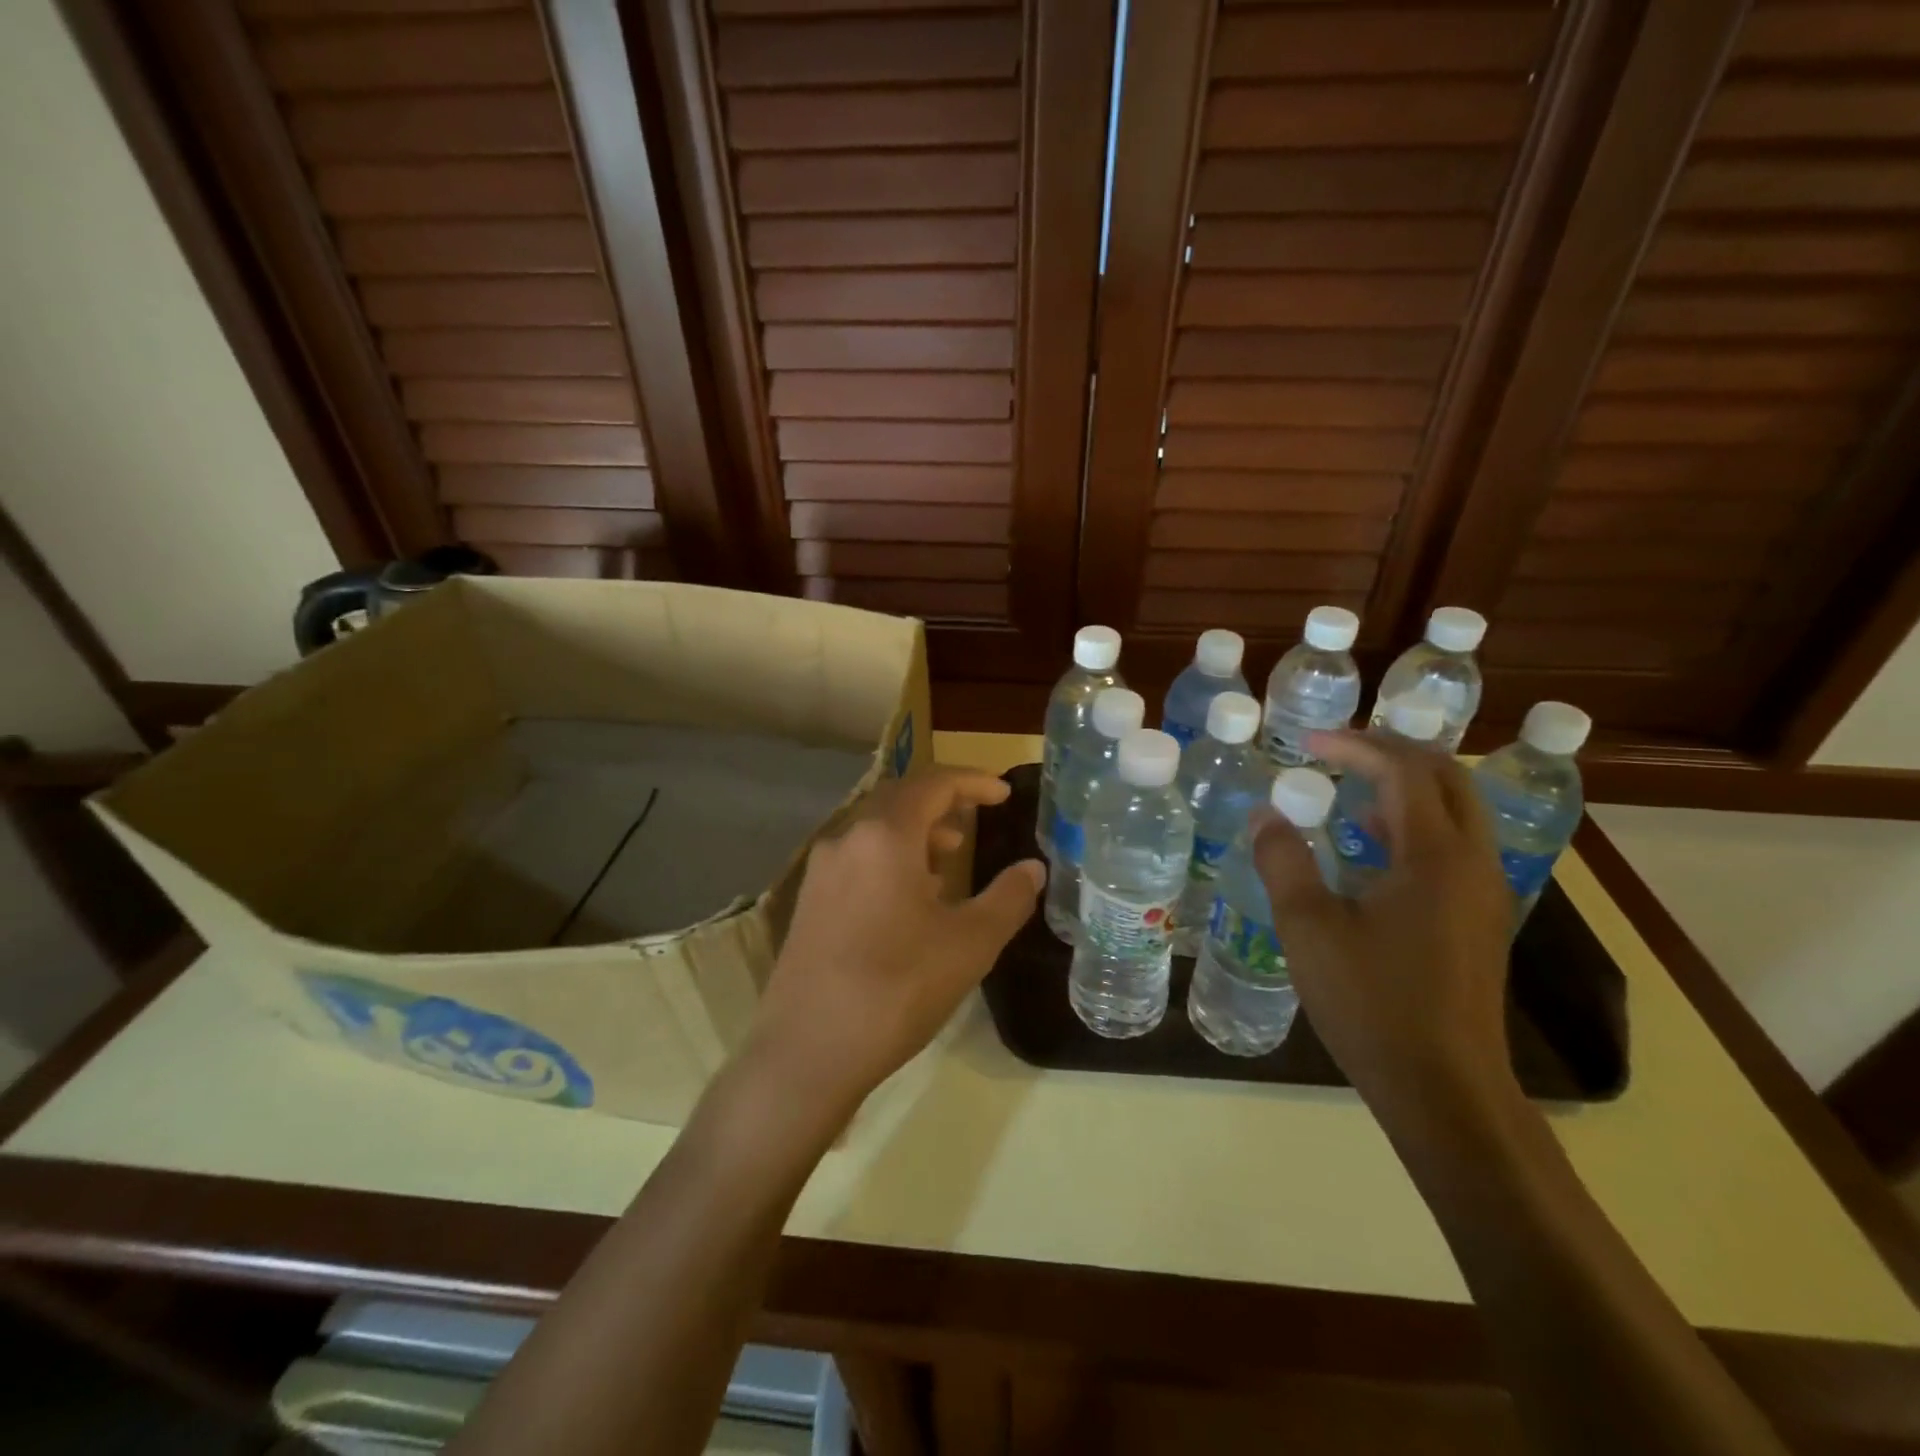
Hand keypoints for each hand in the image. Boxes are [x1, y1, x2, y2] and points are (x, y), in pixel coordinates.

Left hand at [747, 767, 1043, 1116]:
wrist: (808, 1050)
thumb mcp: (969, 944)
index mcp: (885, 836)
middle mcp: (846, 839)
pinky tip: (909, 897)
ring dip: (915, 831)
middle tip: (976, 819)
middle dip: (942, 802)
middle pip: (899, 798)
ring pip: (874, 828)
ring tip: (948, 859)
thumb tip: (1033, 869)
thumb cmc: (898, 988)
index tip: (1002, 793)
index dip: (972, 781)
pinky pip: (856, 857)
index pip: (933, 784)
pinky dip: (890, 857)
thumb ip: (1008, 898)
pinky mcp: (808, 901)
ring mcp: (821, 870)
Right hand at [1252, 732, 1517, 1128]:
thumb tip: (1266, 813)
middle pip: (1447, 779)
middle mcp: (1473, 863)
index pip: (1404, 772)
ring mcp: (1484, 894)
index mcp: (1436, 857)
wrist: (1444, 1089)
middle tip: (1338, 749)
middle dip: (1393, 752)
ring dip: (1407, 786)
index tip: (1308, 743)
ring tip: (1351, 785)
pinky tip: (1372, 845)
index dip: (1356, 747)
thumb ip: (1284, 862)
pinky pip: (1453, 846)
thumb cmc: (1371, 1003)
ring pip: (1456, 812)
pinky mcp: (1480, 921)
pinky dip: (1414, 823)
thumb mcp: (1309, 929)